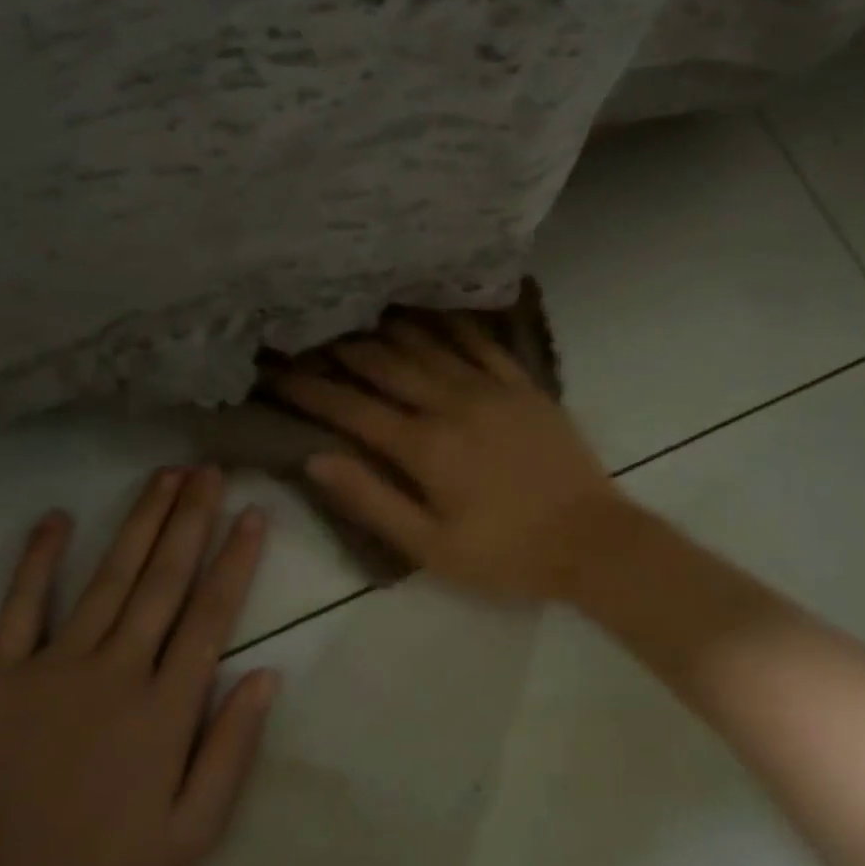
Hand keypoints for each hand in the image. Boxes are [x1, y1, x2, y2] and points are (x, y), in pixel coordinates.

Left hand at [0, 467, 275, 865]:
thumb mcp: (192, 834)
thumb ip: (233, 749)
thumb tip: (266, 675)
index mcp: (166, 708)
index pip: (210, 615)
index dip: (235, 559)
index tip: (252, 513)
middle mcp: (116, 671)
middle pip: (162, 580)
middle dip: (190, 520)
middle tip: (209, 471)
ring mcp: (54, 668)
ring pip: (107, 579)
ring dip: (138, 523)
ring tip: (164, 477)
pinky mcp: (0, 679)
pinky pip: (21, 608)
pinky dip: (37, 560)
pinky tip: (55, 517)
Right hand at [275, 315, 622, 600]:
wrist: (591, 541)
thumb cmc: (505, 554)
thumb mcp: (430, 546)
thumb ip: (372, 500)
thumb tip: (317, 459)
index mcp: (425, 447)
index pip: (352, 409)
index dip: (309, 390)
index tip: (273, 372)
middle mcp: (453, 404)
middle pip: (385, 367)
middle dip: (339, 351)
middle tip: (304, 334)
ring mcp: (493, 389)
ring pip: (428, 346)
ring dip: (386, 330)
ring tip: (352, 315)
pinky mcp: (524, 387)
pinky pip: (481, 343)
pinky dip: (450, 324)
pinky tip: (429, 311)